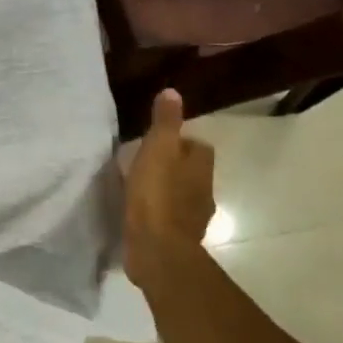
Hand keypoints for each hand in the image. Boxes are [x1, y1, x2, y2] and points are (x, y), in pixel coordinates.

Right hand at [123, 89, 216, 294]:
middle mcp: (203, 192)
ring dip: (165, 190)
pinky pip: (169, 219)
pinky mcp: (177, 240)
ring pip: (181, 196)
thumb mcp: (157, 150)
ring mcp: (192, 219)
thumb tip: (173, 92)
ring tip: (138, 187)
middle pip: (191, 172)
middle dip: (173, 167)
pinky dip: (158, 213)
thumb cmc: (157, 195)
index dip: (181, 142)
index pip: (199, 147)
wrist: (157, 250)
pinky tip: (138, 213)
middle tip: (144, 163)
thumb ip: (165, 122)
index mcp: (200, 168)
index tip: (157, 142)